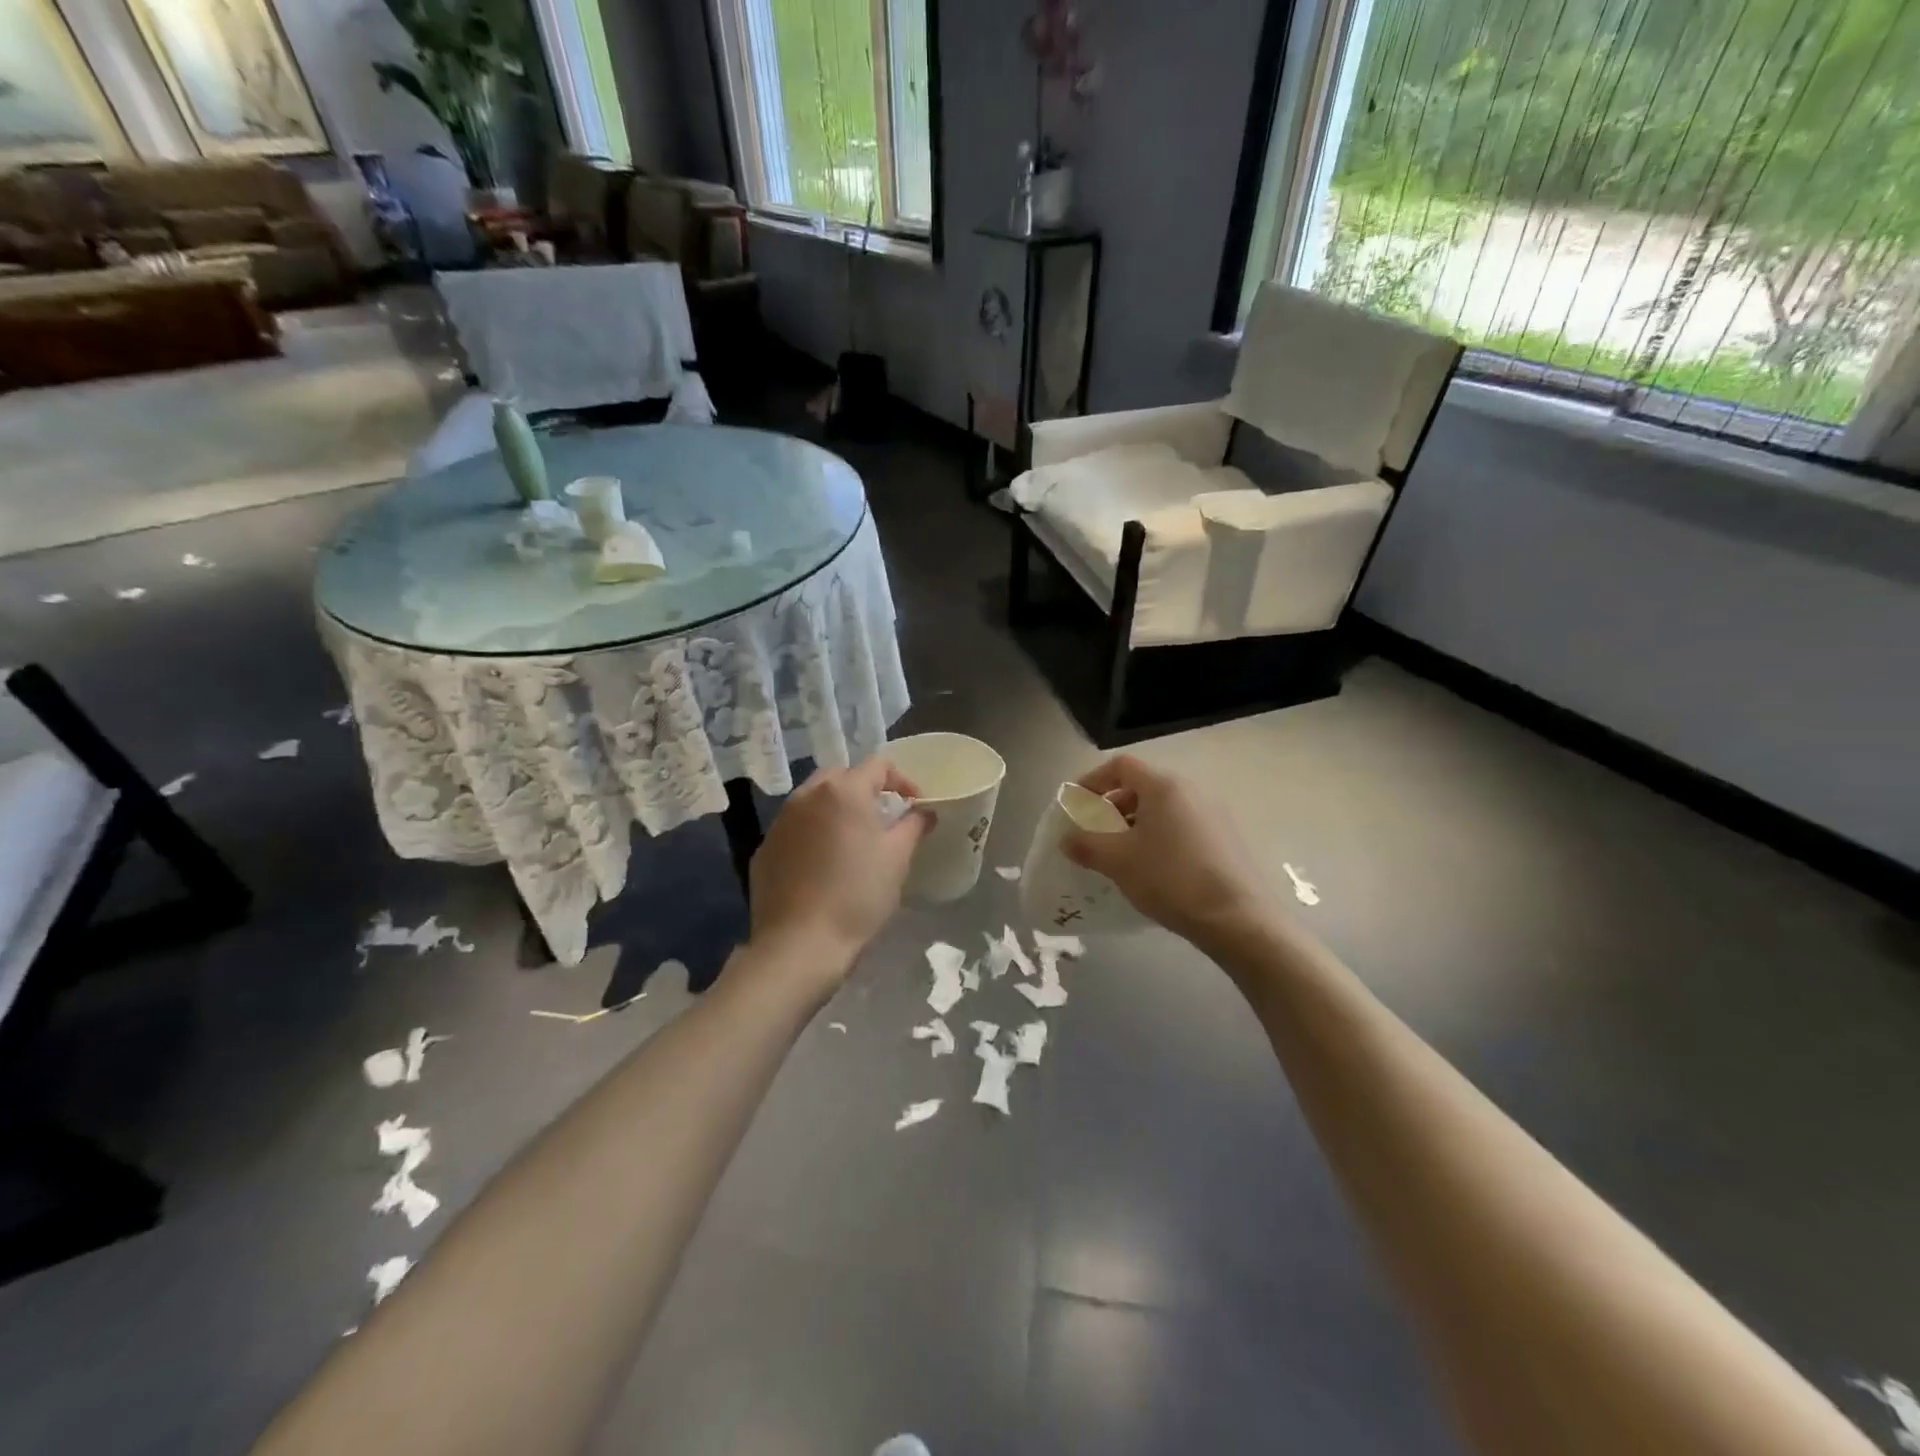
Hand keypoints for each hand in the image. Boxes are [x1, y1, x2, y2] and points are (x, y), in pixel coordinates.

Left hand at [747, 756, 929, 983]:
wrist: (799, 943)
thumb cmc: (857, 895)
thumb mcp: (897, 859)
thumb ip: (914, 825)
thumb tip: (924, 811)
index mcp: (843, 791)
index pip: (878, 764)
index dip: (902, 780)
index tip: (914, 805)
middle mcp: (807, 796)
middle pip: (841, 776)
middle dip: (866, 789)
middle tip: (884, 818)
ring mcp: (780, 821)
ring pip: (814, 800)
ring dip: (836, 810)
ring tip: (853, 840)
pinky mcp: (764, 848)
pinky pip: (795, 827)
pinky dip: (813, 833)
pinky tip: (824, 864)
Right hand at [1062, 755, 1271, 946]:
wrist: (1238, 918)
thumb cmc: (1171, 879)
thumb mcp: (1118, 861)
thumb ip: (1086, 845)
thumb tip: (1067, 838)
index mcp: (1164, 786)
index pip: (1121, 766)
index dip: (1093, 780)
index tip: (1077, 804)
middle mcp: (1191, 789)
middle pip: (1143, 785)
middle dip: (1113, 805)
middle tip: (1096, 831)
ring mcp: (1214, 812)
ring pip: (1164, 806)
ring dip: (1137, 822)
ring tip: (1123, 853)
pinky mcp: (1227, 837)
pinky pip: (1183, 824)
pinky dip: (1161, 835)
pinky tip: (1155, 867)